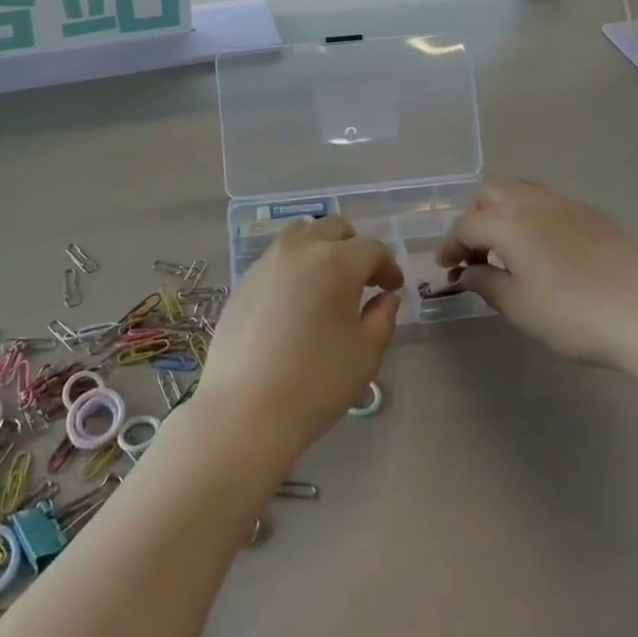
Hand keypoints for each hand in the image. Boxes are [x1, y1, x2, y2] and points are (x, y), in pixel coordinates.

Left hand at [198, 216, 401, 461]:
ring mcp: (268, 261)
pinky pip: (278, 255)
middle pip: (335, 228)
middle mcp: (301, 249)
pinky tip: (296, 297)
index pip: (372, 248)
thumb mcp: (366, 354)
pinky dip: (296, 262)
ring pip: (302, 232)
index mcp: (337, 262)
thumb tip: (385, 297)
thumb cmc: (316, 382)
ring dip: (322, 246)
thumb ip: (383, 317)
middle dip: (355, 248)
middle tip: (363, 280)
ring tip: (327, 279)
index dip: (388, 265)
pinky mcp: (245, 279)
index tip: (392, 288)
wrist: (246, 408)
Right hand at [437, 178, 637, 367]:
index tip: (446, 269)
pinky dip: (531, 217)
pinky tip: (544, 250)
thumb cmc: (575, 315)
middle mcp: (534, 202)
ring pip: (520, 191)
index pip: (466, 224)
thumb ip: (487, 284)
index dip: (449, 245)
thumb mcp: (520, 307)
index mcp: (509, 222)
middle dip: (474, 218)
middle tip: (476, 254)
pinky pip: (548, 202)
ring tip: (508, 250)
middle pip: (489, 193)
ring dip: (503, 213)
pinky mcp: (594, 215)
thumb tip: (467, 272)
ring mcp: (567, 204)